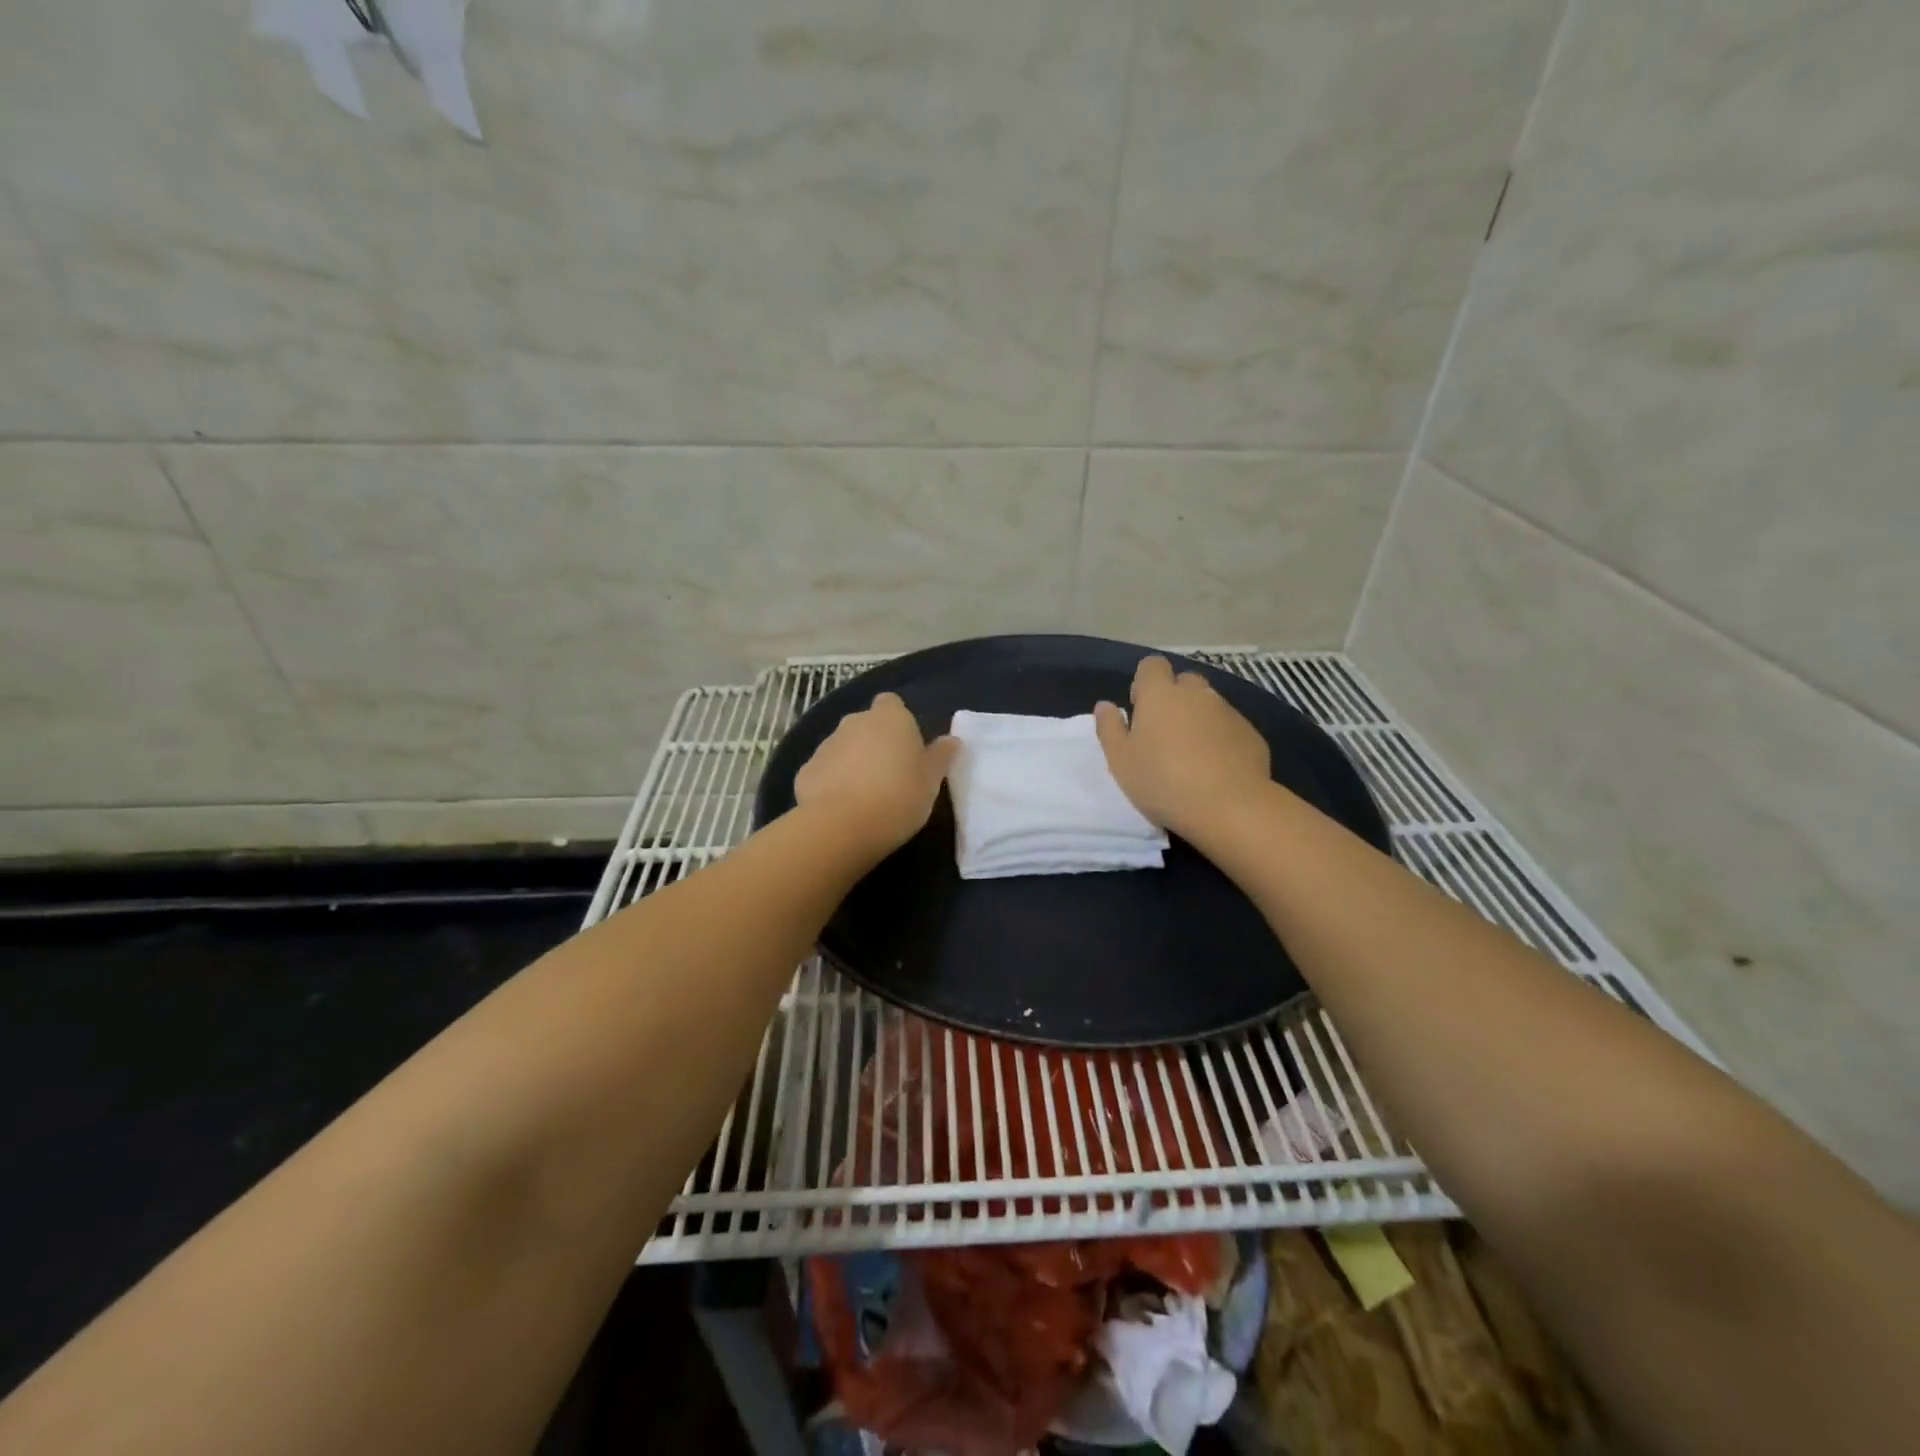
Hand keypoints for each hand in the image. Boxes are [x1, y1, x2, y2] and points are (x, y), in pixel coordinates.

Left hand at [795, 692, 958, 856]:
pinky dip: (832, 784)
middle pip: (866, 725)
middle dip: (875, 743)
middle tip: (891, 775)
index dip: (899, 722)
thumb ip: (940, 756)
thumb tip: (952, 740)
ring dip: (854, 763)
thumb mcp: (931, 780)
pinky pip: (825, 772)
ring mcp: (826, 745)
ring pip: (844, 748)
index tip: (907, 747)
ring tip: (867, 797)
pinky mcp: (805, 771)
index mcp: (889, 718)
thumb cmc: (899, 796)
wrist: (842, 826)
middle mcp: (854, 722)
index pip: (892, 704)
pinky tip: (843, 809)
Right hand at [1094, 656, 1271, 839]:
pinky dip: (1221, 739)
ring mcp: (1228, 712)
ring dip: (1198, 719)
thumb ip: (1109, 728)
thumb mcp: (1120, 760)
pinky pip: (1230, 727)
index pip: (1152, 665)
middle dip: (1174, 698)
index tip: (1140, 710)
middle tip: (1164, 734)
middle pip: (1184, 681)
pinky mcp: (1251, 734)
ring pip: (1209, 704)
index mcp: (1160, 694)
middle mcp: (1196, 694)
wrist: (1228, 806)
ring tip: (1191, 755)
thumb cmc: (1162, 781)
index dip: (1145, 682)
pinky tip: (1216, 768)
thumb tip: (1105, 705)